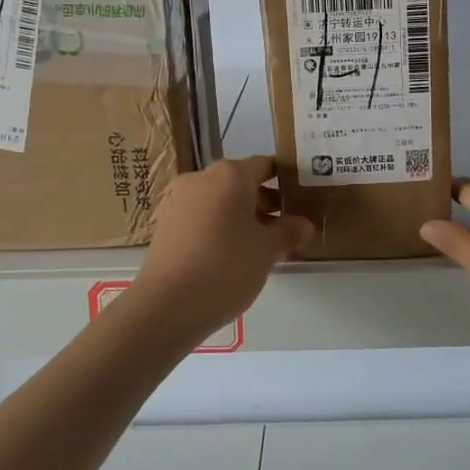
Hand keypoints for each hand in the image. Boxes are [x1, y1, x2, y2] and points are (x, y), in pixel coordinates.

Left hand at [126, 156, 313, 341]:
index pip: (266, 165)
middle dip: (264, 201)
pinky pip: (201, 216)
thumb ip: (288, 232)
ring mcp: (178, 200)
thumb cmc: (226, 266)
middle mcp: (202, 178)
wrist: (167, 304)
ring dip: (241, 216)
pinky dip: (218, 226)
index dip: (286, 179)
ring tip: (260, 245)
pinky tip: (230, 254)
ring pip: (219, 200)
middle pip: (241, 181)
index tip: (301, 198)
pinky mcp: (165, 224)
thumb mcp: (267, 250)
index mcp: (231, 174)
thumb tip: (304, 224)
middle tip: (285, 227)